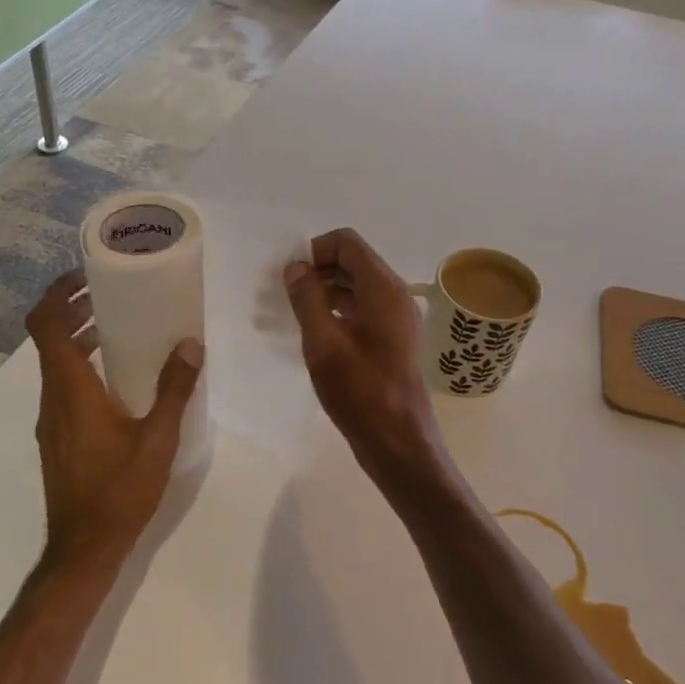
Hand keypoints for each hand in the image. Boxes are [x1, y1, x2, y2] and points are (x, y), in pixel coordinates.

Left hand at [26, 271, 204, 570]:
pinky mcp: (56, 437)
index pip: (45, 325)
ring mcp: (50, 420)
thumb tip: (190, 344)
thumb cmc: (119, 490)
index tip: (87, 276)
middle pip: (48, 339)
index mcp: (71, 389)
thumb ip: (174, 390)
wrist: (83, 548)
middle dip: (74, 310)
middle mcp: (52, 398)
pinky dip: (81, 367)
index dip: (58, 293)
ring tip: (117, 327)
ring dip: (78, 339)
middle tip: (111, 294)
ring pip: (55, 365)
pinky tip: (116, 378)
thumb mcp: (157, 439)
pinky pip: (63, 387)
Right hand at [283, 229, 441, 478]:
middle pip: (353, 262)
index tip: (290, 278)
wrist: (398, 440)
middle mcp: (394, 295)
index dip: (314, 250)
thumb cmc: (360, 390)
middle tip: (287, 296)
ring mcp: (396, 318)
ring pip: (357, 287)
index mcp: (382, 288)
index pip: (347, 242)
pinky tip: (316, 334)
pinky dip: (338, 311)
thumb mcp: (323, 343)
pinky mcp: (392, 340)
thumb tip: (296, 267)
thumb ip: (307, 299)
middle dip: (318, 270)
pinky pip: (362, 309)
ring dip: (325, 292)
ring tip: (296, 315)